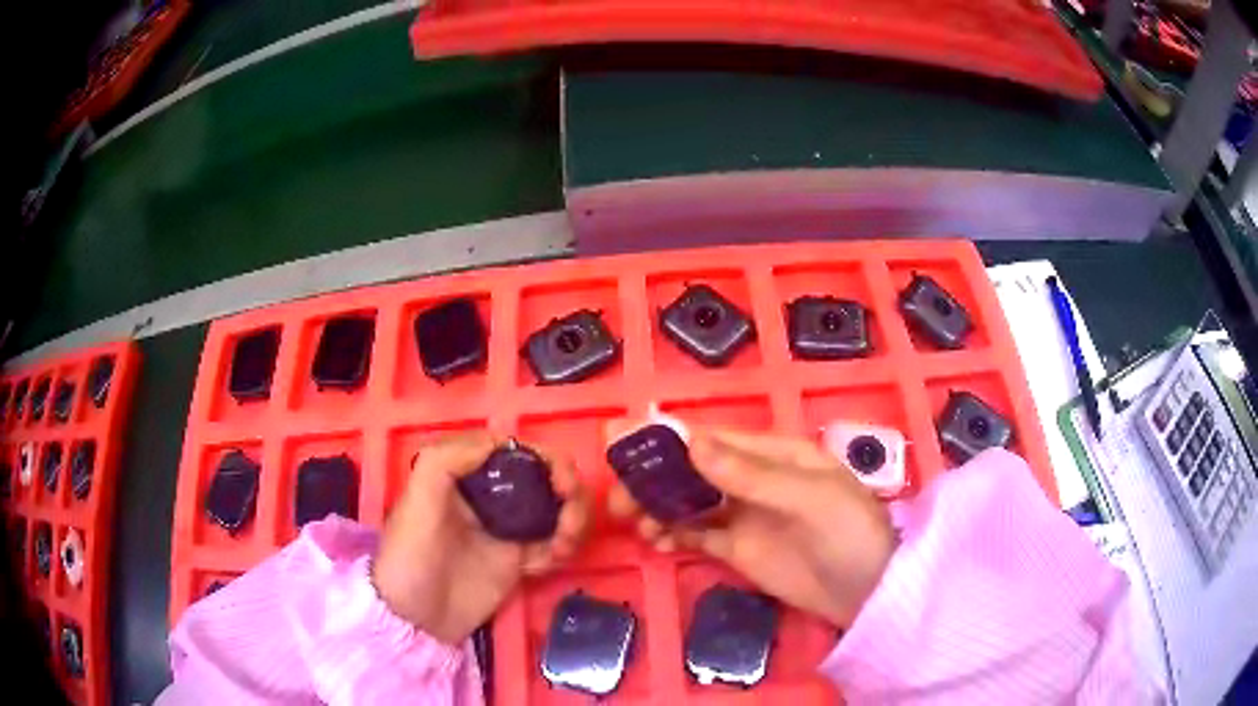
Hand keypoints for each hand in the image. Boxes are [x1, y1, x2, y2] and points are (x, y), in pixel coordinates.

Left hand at [372, 431, 589, 643]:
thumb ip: (445, 462)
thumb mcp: (416, 503)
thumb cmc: (410, 558)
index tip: (560, 480)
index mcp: (465, 475)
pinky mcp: (519, 559)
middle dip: (567, 489)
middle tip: (572, 515)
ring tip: (563, 545)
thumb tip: (498, 442)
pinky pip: (553, 542)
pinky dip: (561, 549)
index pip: (514, 451)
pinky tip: (546, 565)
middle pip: (543, 475)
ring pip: (555, 507)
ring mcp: (507, 528)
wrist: (417, 620)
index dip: (544, 458)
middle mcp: (490, 495)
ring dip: (572, 519)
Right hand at [608, 425, 895, 628]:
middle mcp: (752, 479)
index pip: (712, 439)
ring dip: (657, 508)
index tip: (622, 445)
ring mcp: (743, 515)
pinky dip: (672, 535)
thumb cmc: (848, 533)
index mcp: (772, 453)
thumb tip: (691, 441)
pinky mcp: (737, 549)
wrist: (867, 593)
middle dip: (654, 479)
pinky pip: (696, 535)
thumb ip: (750, 474)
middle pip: (692, 471)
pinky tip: (655, 543)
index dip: (667, 439)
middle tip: (618, 499)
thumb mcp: (808, 497)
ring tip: (634, 525)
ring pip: (688, 503)